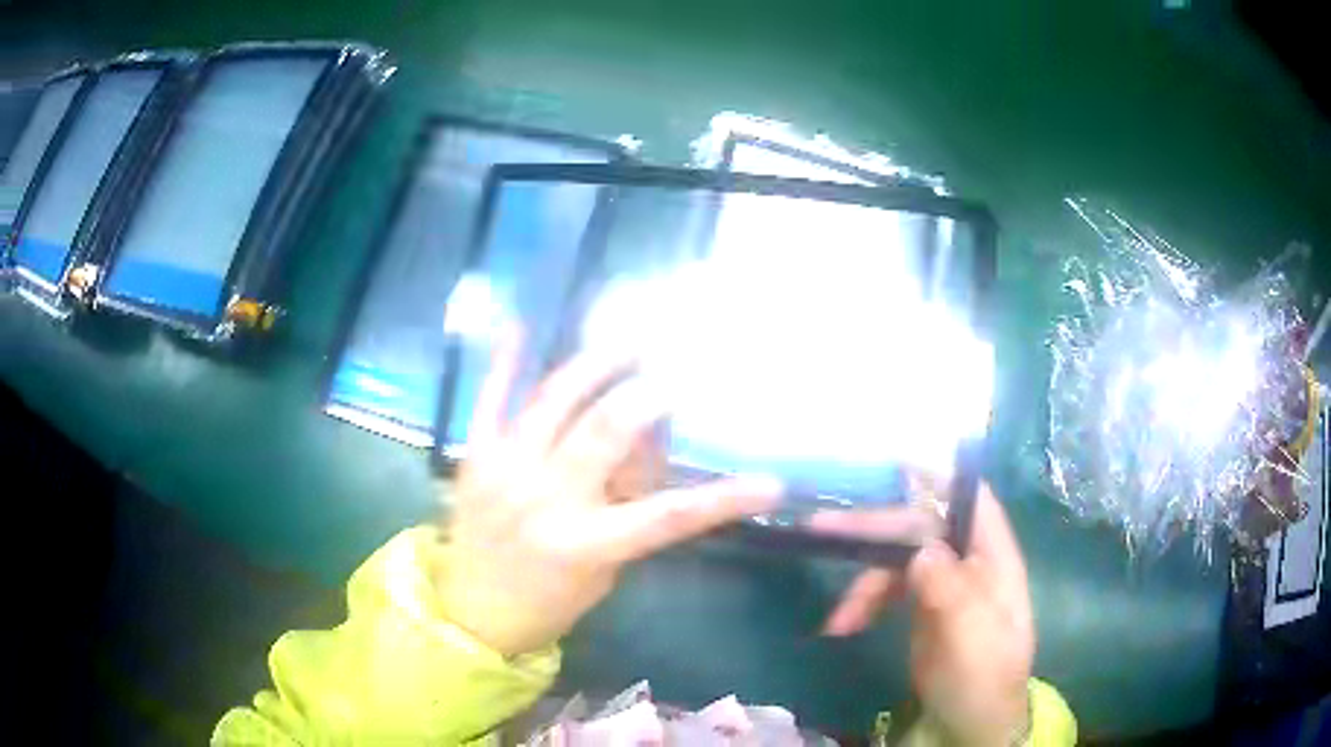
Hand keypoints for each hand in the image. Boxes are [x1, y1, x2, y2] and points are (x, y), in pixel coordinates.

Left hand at [436, 332, 782, 657]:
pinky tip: (521, 324)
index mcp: (585, 543)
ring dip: (595, 365)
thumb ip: (627, 512)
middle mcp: (545, 500)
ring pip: (553, 402)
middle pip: (605, 432)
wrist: (471, 612)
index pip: (670, 517)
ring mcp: (504, 471)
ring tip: (628, 342)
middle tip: (674, 371)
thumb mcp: (602, 571)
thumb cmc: (547, 602)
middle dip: (647, 395)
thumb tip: (648, 450)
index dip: (726, 498)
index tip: (771, 482)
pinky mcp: (474, 457)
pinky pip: (490, 401)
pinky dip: (506, 363)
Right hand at [810, 485, 1033, 746]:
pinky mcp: (922, 606)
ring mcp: (944, 583)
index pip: (972, 499)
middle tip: (822, 528)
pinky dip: (864, 603)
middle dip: (875, 529)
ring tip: (838, 621)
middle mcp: (968, 560)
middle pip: (921, 526)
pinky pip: (887, 590)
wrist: (971, 724)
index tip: (893, 460)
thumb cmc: (984, 679)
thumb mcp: (972, 640)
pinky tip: (843, 626)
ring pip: (897, 560)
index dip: (939, 473)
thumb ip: (952, 593)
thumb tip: (923, 549)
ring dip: (863, 583)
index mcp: (993, 558)